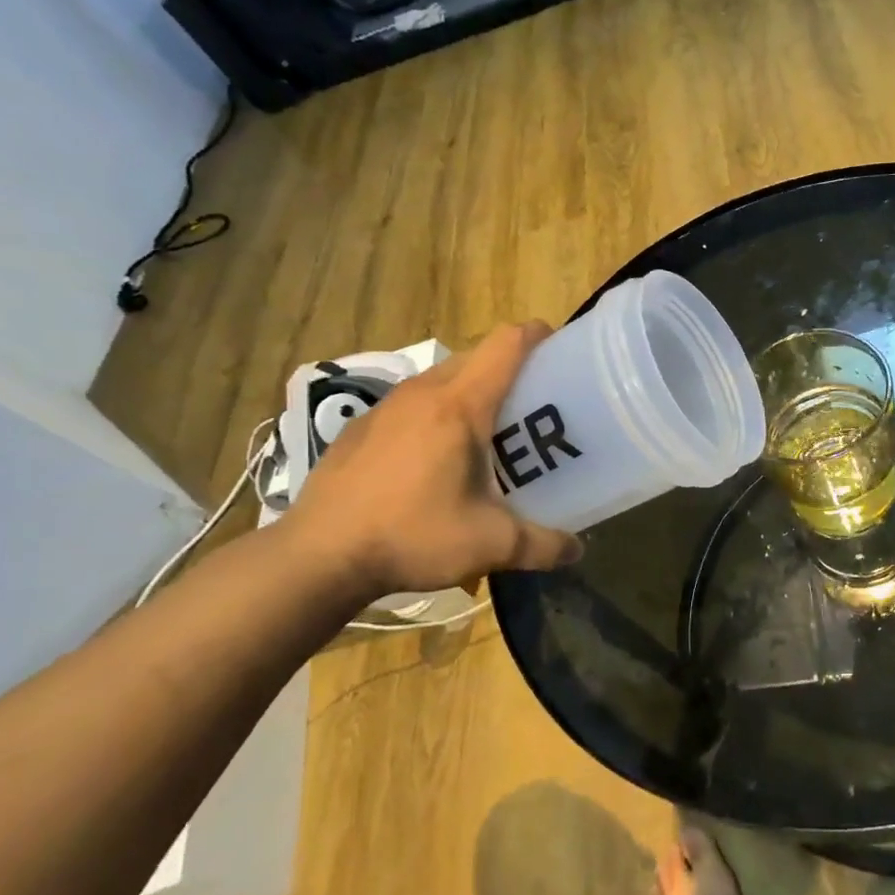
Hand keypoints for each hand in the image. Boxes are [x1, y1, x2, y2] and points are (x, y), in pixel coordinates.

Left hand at [280, 322, 581, 599]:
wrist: (317, 557)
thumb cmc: (412, 536)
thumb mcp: (491, 545)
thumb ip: (544, 545)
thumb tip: (577, 551)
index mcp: (459, 406)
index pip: (506, 344)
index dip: (538, 337)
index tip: (562, 351)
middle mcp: (422, 393)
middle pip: (477, 357)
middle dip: (511, 370)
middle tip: (537, 407)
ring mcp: (385, 408)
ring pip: (442, 379)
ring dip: (472, 393)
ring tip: (492, 434)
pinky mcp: (361, 428)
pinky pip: (413, 403)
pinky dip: (437, 414)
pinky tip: (438, 459)